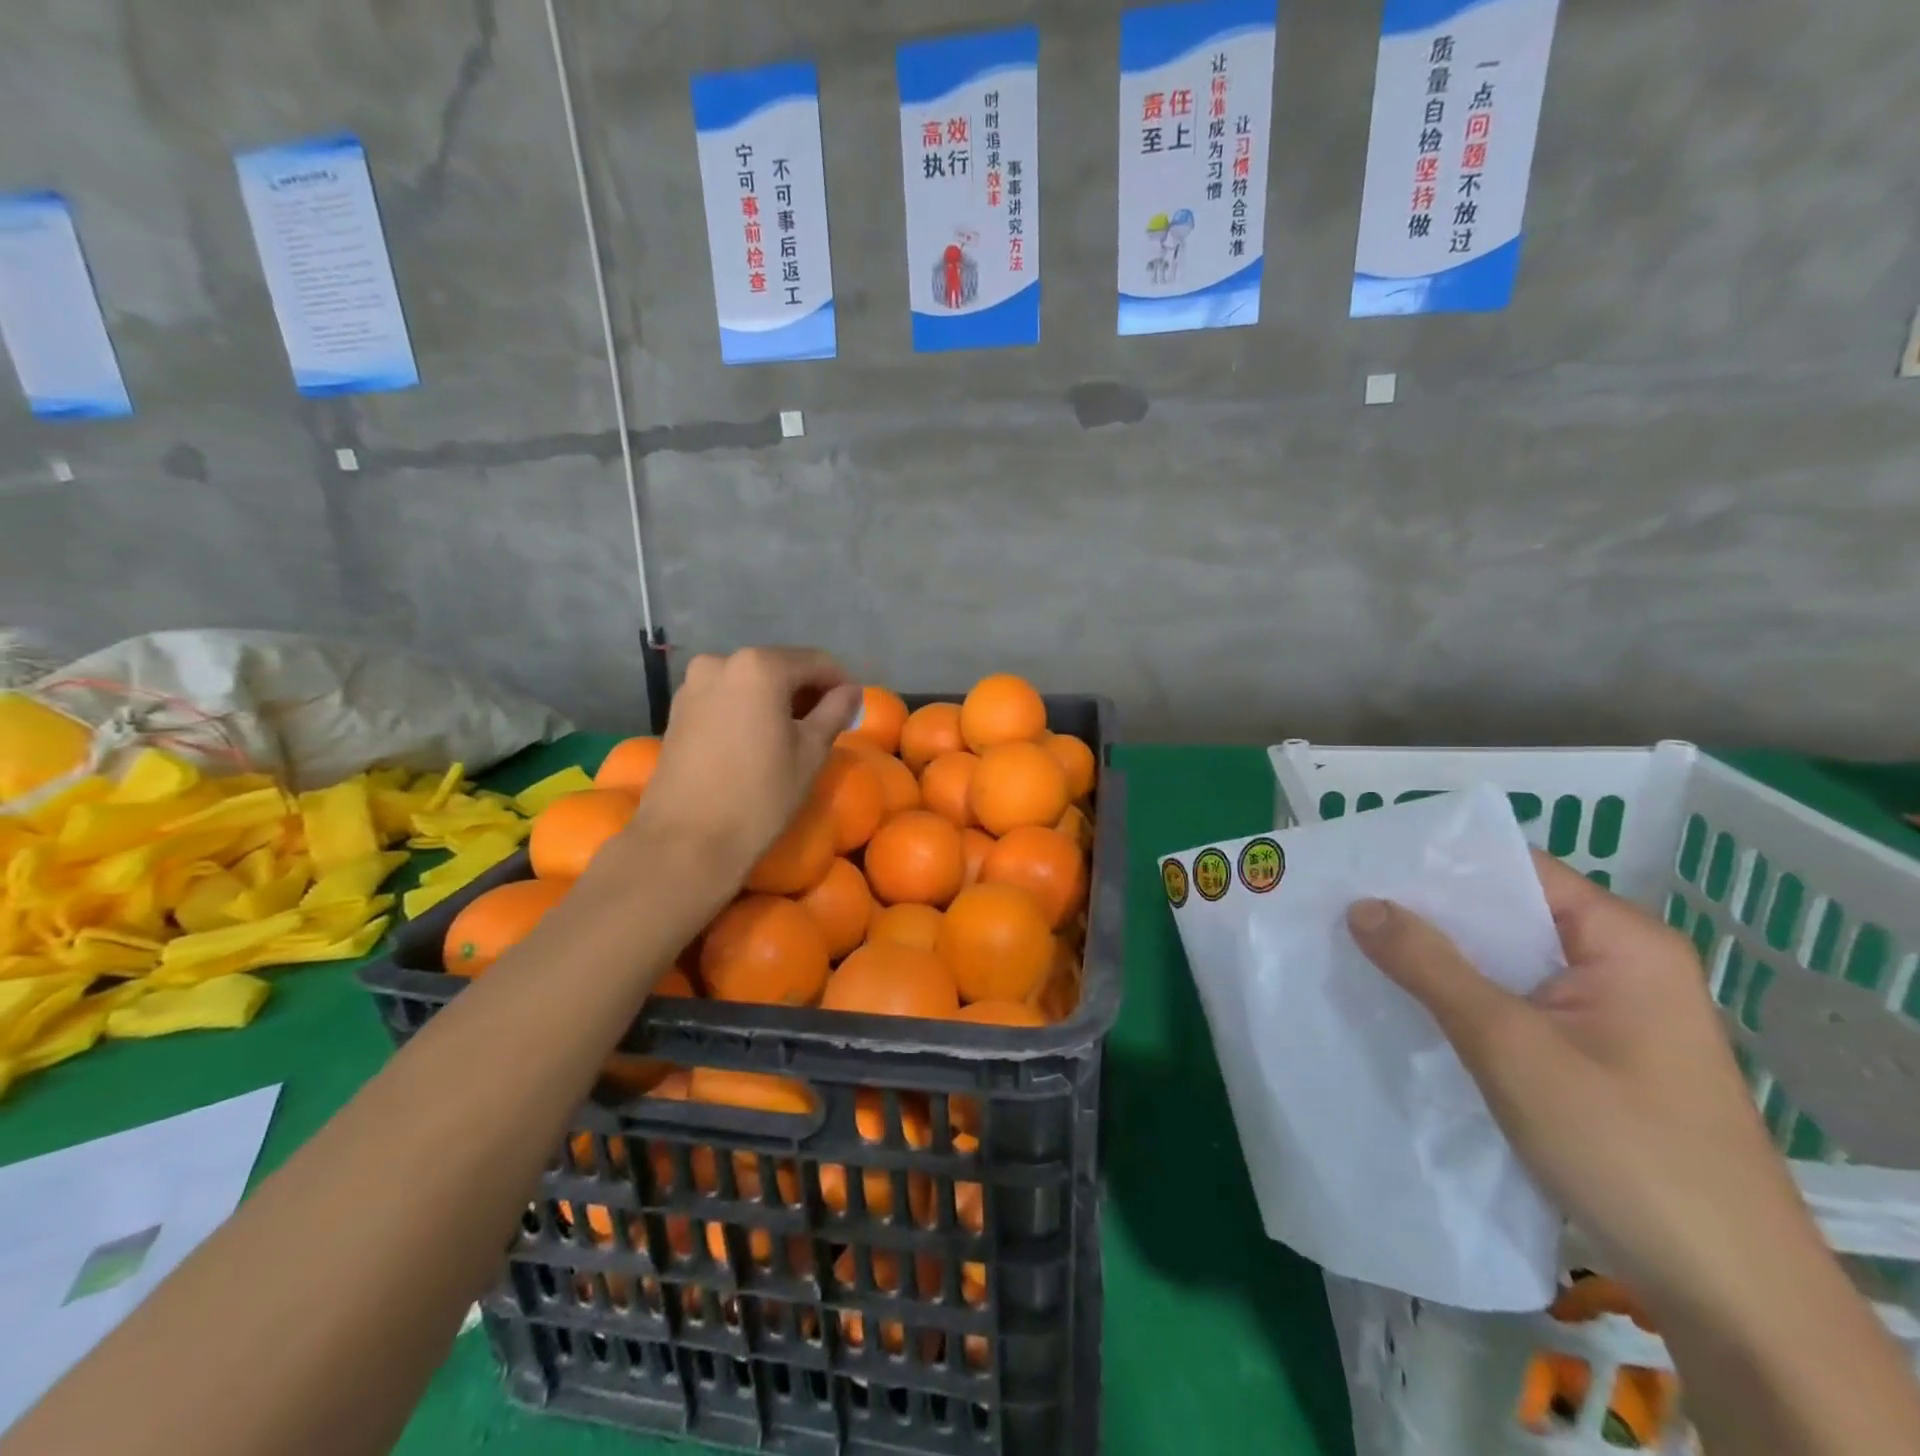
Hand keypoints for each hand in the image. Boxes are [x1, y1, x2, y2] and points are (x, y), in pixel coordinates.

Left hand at [626, 647, 860, 883]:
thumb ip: (835, 712)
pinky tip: (759, 739)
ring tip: (793, 734)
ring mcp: (694, 684)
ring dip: (777, 700)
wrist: (685, 841)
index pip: (816, 662)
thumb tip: (851, 692)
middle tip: (828, 724)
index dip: (841, 683)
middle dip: (807, 690)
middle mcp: (721, 662)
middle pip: (780, 667)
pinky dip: (749, 709)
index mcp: (759, 666)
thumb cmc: (759, 795)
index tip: (855, 708)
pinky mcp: (677, 709)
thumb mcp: (810, 753)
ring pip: (751, 681)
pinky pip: (727, 697)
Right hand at [1346, 854, 1816, 1323]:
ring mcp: (1611, 1013)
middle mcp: (1622, 964)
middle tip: (1346, 906)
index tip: (1364, 866)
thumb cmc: (1621, 1144)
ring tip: (1360, 946)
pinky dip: (1463, 998)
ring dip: (1441, 959)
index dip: (1438, 864)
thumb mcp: (1509, 1045)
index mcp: (1623, 941)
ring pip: (1507, 963)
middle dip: (1429, 913)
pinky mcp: (1595, 1055)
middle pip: (1508, 915)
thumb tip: (1360, 904)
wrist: (1726, 1290)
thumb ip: (1430, 965)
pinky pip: (1515, 1003)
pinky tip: (1408, 1001)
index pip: (1515, 871)